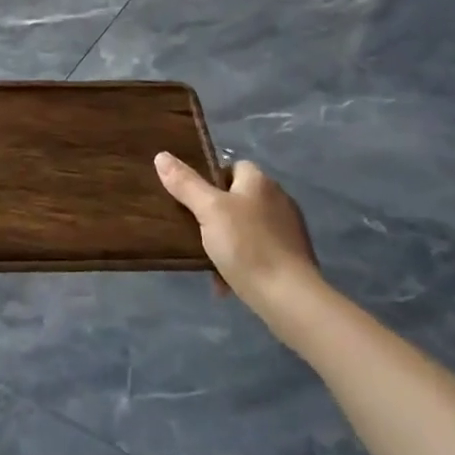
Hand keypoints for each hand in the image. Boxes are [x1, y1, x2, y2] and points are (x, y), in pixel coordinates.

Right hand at [154, 154, 318, 311]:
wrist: (289, 298)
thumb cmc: (247, 246)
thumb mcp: (209, 211)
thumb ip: (185, 183)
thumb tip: (162, 156)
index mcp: (260, 181)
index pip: (232, 166)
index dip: (211, 180)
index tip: (194, 201)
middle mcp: (278, 198)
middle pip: (238, 198)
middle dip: (216, 216)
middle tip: (196, 233)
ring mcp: (288, 229)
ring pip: (247, 228)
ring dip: (228, 242)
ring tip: (210, 262)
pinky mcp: (293, 257)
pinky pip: (259, 251)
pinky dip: (243, 262)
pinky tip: (228, 282)